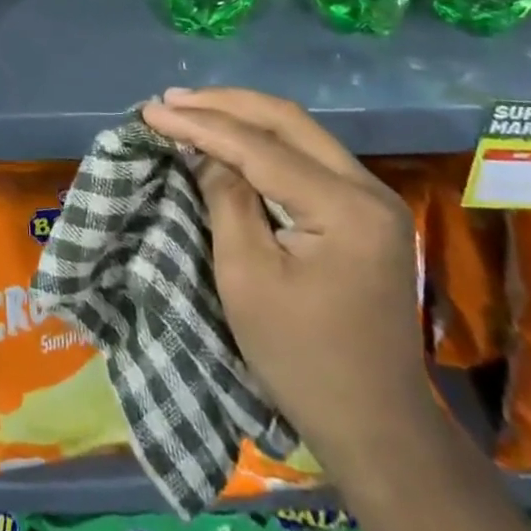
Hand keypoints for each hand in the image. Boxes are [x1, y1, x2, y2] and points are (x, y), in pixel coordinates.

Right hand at [140, 87, 432, 464]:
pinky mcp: (367, 211)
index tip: (151, 111)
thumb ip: (225, 198)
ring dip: (244, 116)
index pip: (260, 146)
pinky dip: (265, 141)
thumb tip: (204, 148)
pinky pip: (309, 156)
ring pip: (300, 132)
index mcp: (345, 208)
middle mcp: (368, 188)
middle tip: (171, 100)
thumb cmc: (302, 360)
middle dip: (224, 105)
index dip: (201, 124)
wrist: (378, 430)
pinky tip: (232, 137)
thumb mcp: (247, 278)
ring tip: (192, 108)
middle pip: (287, 121)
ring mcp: (374, 198)